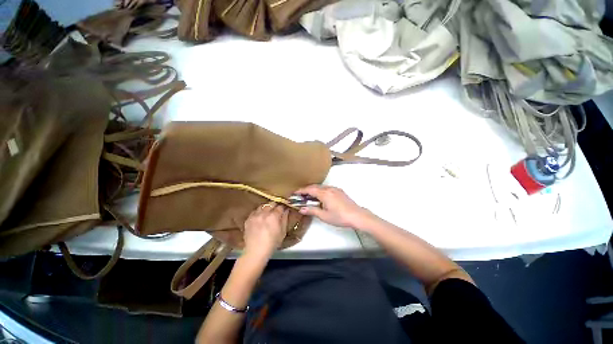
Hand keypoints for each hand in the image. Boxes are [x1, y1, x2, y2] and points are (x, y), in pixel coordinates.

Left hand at [243, 203, 288, 258]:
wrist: (255, 252)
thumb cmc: (272, 243)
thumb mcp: (282, 232)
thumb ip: (285, 219)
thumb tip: (286, 211)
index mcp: (274, 216)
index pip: (280, 206)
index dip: (283, 208)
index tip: (284, 210)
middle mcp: (264, 213)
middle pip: (271, 203)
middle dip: (275, 206)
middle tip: (276, 211)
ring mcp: (255, 215)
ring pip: (262, 206)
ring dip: (266, 208)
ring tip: (267, 213)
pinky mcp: (248, 219)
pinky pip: (254, 211)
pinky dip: (258, 212)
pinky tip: (259, 217)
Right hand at [294, 185, 373, 229]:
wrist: (357, 215)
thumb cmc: (340, 217)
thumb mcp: (324, 216)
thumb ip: (312, 211)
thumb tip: (301, 209)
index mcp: (324, 194)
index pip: (309, 189)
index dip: (301, 190)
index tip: (294, 193)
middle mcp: (329, 189)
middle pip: (315, 187)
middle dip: (306, 190)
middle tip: (300, 195)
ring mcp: (335, 189)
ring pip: (321, 187)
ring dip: (314, 190)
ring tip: (309, 197)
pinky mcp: (340, 191)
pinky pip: (327, 188)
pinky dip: (321, 191)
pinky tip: (320, 197)